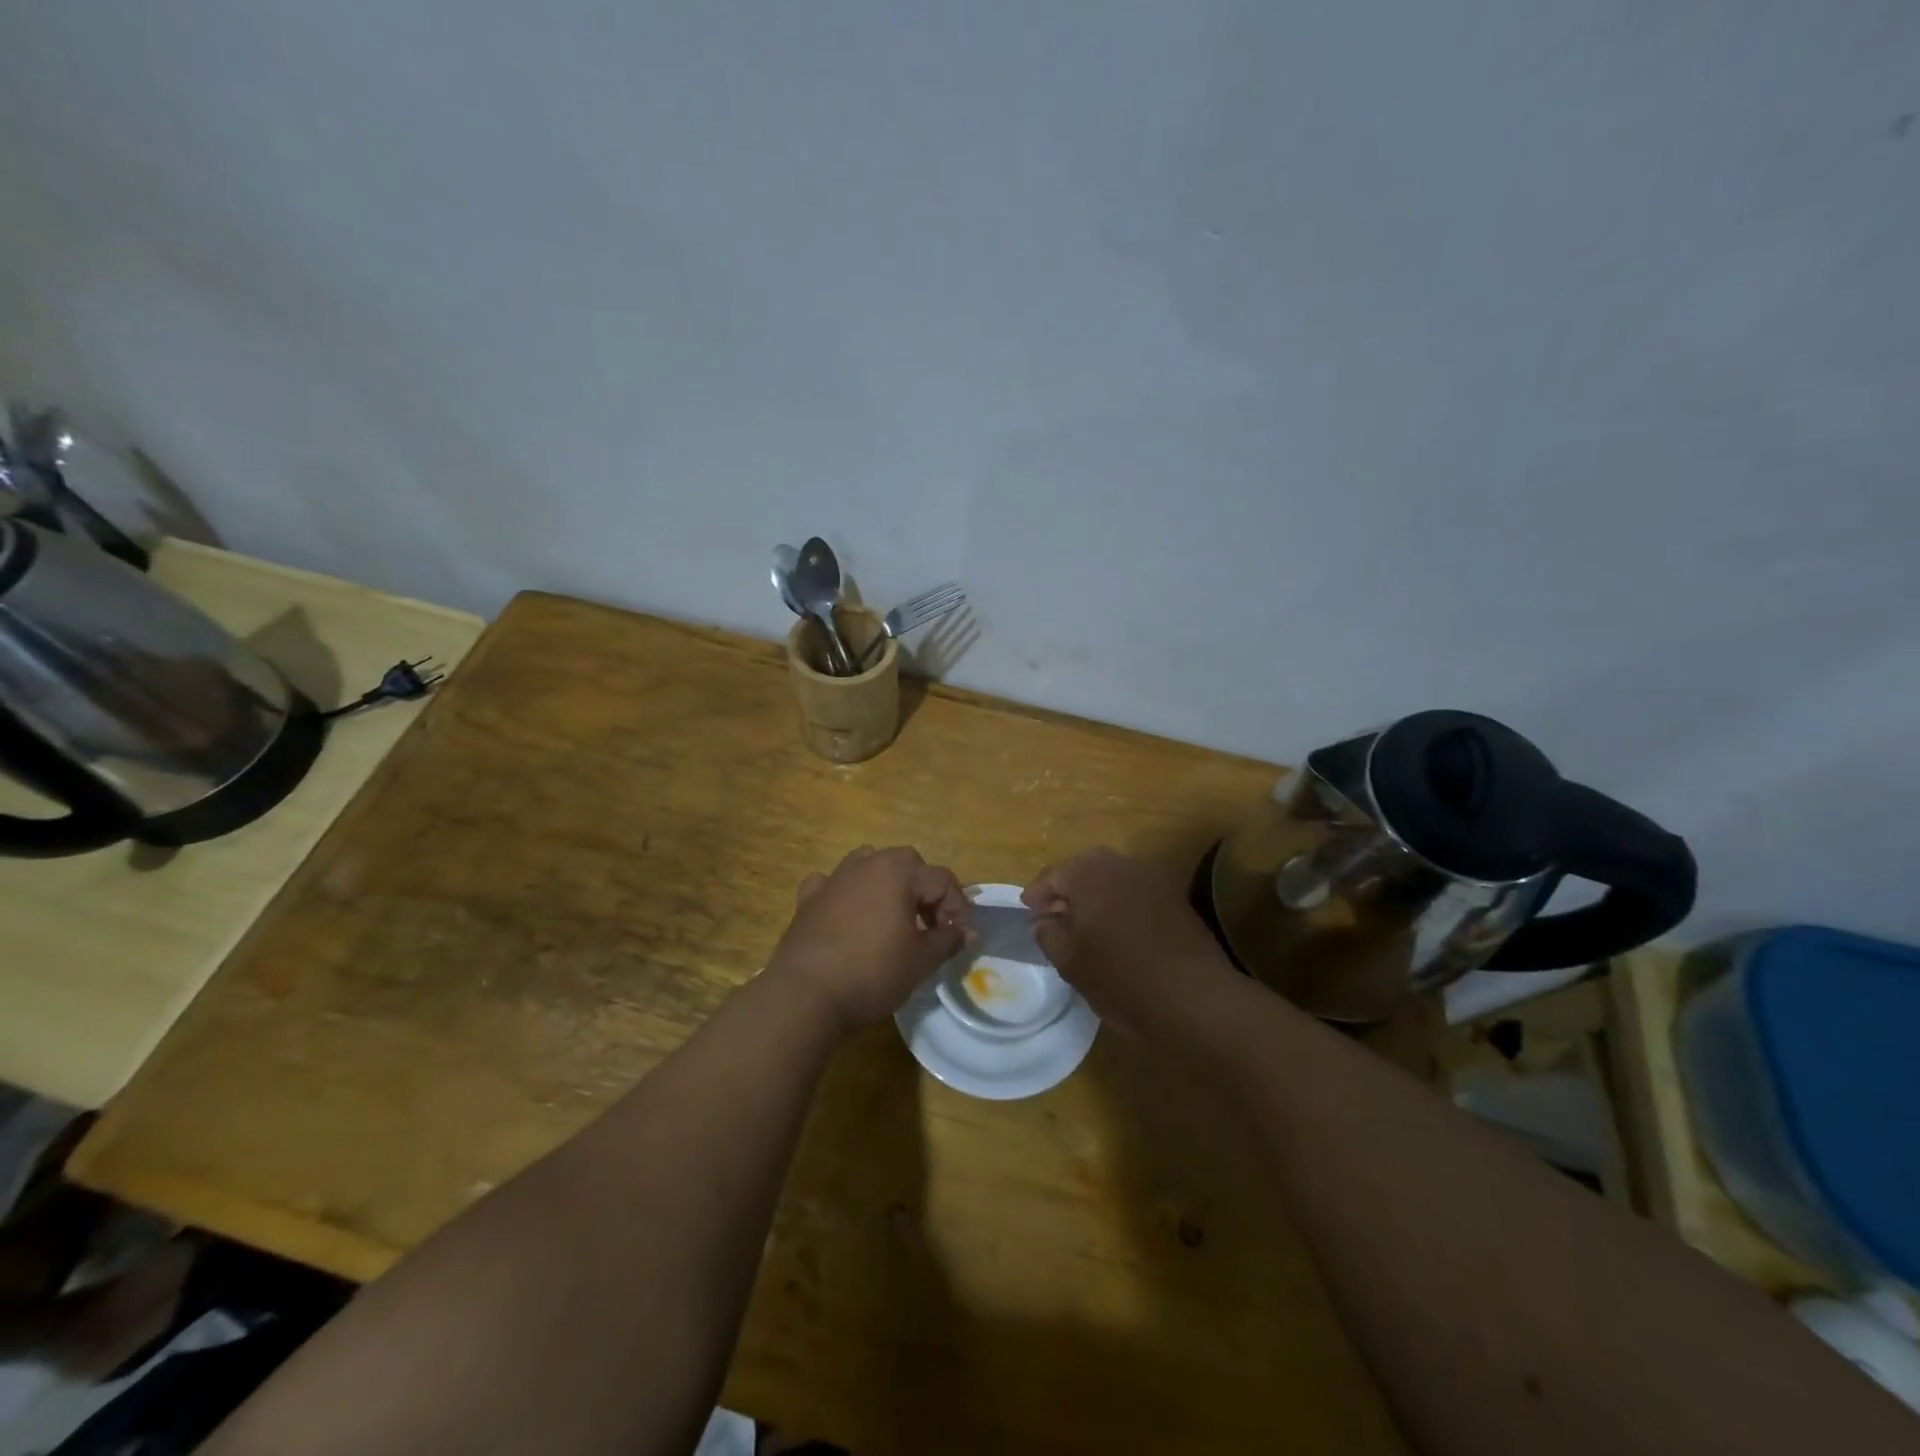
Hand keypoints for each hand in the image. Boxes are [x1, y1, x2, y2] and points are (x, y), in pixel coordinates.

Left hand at [766, 845, 968, 1031]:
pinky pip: (833, 883)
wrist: (806, 994)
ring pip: (868, 863)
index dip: (957, 907)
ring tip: (892, 916)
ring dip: (886, 883)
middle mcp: (867, 864)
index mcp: (898, 872)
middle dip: (924, 890)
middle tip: (929, 926)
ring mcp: (834, 878)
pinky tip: (847, 916)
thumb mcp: (921, 961)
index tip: (957, 938)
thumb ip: (948, 941)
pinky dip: (845, 894)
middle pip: (907, 863)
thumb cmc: (872, 973)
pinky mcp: (808, 898)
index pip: (942, 879)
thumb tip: (969, 932)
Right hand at [1023, 847, 1235, 1030]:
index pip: (1052, 875)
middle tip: (1054, 918)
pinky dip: (1120, 905)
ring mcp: (1152, 878)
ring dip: (1095, 897)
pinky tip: (1117, 933)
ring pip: (1111, 880)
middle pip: (1083, 870)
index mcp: (1089, 873)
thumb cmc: (1121, 976)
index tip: (1028, 912)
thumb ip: (1048, 935)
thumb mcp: (1070, 961)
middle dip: (1066, 891)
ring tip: (1085, 927)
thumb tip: (1044, 921)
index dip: (1037, 895)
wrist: (1194, 996)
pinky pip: (1135, 893)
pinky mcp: (1174, 898)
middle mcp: (1121, 864)